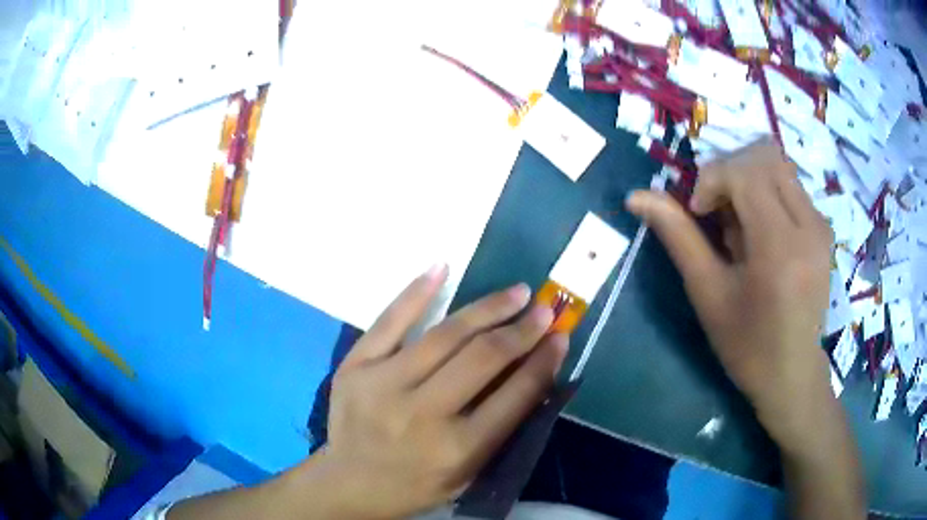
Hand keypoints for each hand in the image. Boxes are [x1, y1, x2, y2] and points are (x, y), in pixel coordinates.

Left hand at [315, 265, 567, 518]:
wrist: (351, 483)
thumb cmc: (418, 483)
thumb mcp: (469, 472)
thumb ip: (501, 427)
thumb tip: (535, 369)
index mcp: (458, 449)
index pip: (515, 395)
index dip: (544, 360)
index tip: (561, 336)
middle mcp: (422, 415)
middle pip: (482, 358)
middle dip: (521, 329)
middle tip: (544, 308)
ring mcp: (382, 386)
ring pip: (444, 335)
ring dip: (486, 308)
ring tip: (516, 292)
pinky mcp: (354, 367)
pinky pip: (389, 321)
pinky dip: (417, 292)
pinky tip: (442, 267)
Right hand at [626, 140, 834, 446]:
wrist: (793, 374)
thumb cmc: (747, 345)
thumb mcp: (708, 294)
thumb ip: (677, 236)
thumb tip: (636, 196)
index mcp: (779, 247)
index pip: (744, 170)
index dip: (711, 178)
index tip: (698, 212)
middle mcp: (808, 225)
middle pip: (763, 155)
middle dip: (729, 171)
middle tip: (718, 212)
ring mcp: (821, 224)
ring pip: (778, 163)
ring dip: (748, 179)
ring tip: (740, 223)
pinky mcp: (824, 227)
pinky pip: (790, 184)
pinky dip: (766, 192)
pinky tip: (760, 231)